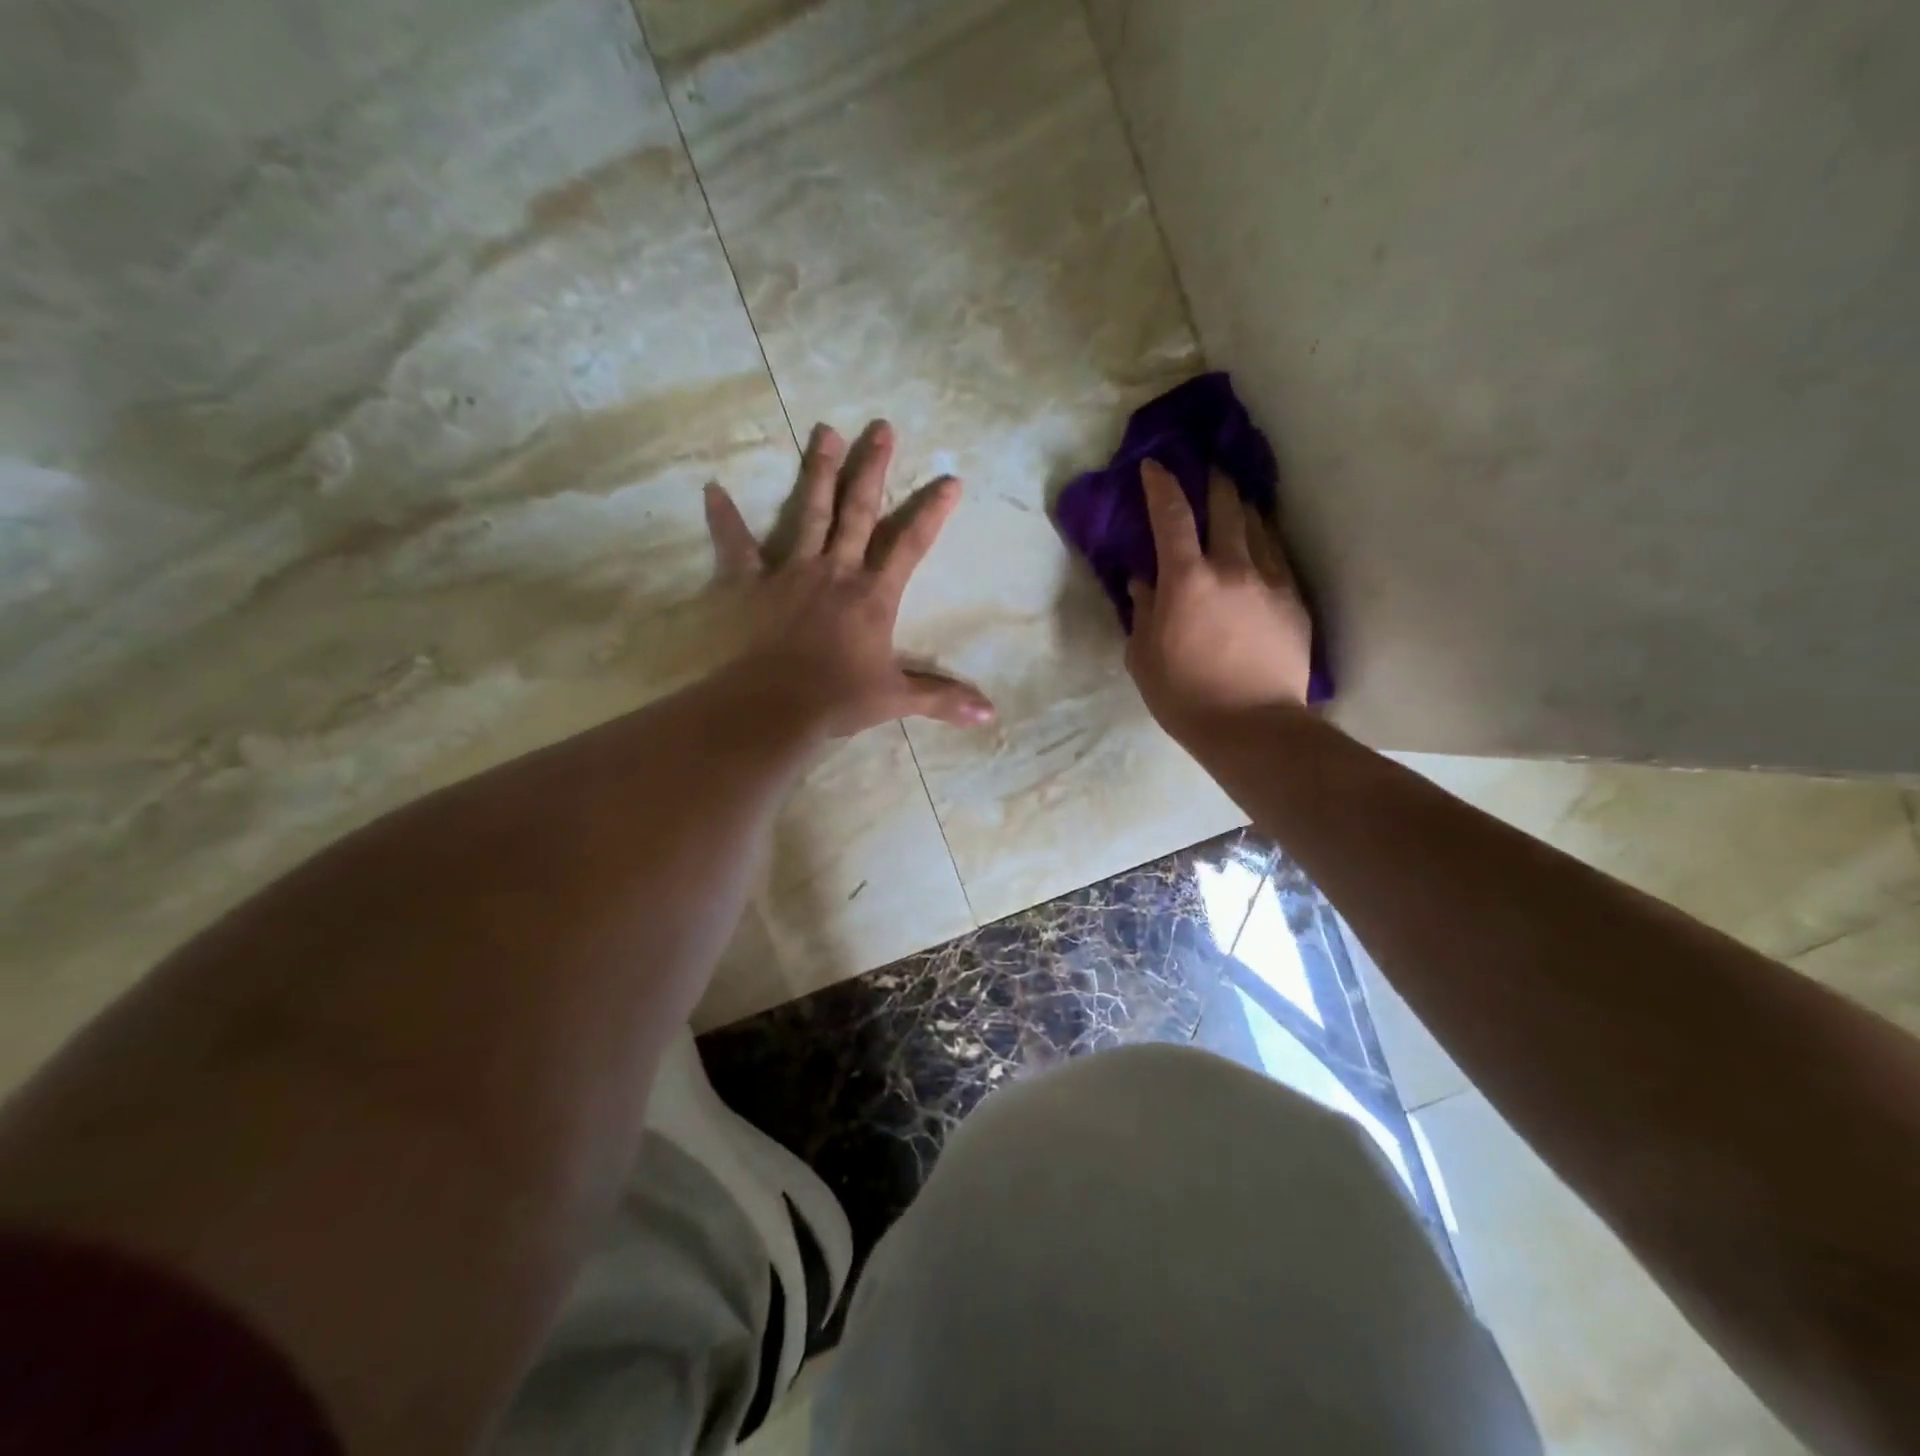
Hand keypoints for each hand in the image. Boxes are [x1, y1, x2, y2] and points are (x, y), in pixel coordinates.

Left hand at [703, 419, 995, 737]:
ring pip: (809, 512)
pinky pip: (735, 546)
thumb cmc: (838, 699)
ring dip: (818, 471)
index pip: (911, 545)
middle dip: (872, 468)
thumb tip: (991, 715)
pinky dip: (723, 519)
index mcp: (873, 595)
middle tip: (881, 428)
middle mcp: (836, 571)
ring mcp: (791, 572)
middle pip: (858, 511)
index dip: (932, 512)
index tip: (950, 480)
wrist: (775, 706)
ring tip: (825, 431)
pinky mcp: (750, 583)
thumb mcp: (897, 699)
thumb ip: (942, 699)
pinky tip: (712, 489)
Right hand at [1126, 460, 1312, 745]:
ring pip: (1258, 528)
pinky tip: (1261, 546)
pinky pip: (1278, 558)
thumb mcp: (1144, 657)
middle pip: (1226, 508)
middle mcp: (1231, 567)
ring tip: (1237, 502)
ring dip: (1243, 510)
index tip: (1155, 466)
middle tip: (1208, 472)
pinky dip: (1265, 543)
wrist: (1253, 727)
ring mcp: (1270, 582)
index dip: (1161, 485)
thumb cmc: (1184, 696)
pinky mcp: (1295, 602)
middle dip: (1214, 483)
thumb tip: (1142, 582)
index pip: (1171, 516)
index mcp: (1186, 580)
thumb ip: (1143, 612)